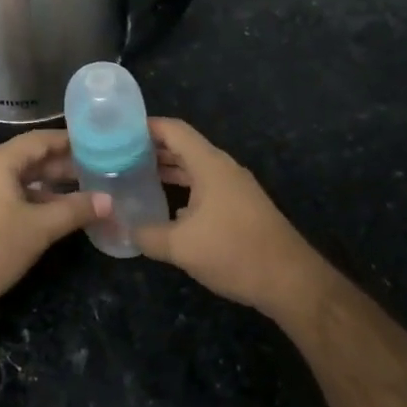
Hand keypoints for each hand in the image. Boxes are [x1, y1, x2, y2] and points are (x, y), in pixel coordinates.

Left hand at [0, 131, 109, 314]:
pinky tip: (50, 213)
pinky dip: (30, 198)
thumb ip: (75, 210)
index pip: (40, 140)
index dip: (69, 141)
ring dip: (47, 185)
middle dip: (62, 166)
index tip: (97, 144)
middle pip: (28, 158)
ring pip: (17, 179)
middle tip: (96, 172)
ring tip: (80, 193)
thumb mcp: (39, 229)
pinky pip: (5, 194)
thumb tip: (109, 200)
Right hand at [136, 118, 328, 316]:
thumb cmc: (234, 252)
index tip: (116, 132)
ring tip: (134, 178)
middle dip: (151, 149)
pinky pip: (205, 188)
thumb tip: (125, 229)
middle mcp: (222, 169)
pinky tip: (165, 208)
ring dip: (167, 170)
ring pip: (194, 169)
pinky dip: (182, 189)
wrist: (289, 280)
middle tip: (117, 157)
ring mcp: (234, 188)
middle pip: (183, 147)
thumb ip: (147, 235)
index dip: (144, 126)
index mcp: (209, 165)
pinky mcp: (240, 207)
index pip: (173, 130)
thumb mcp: (181, 246)